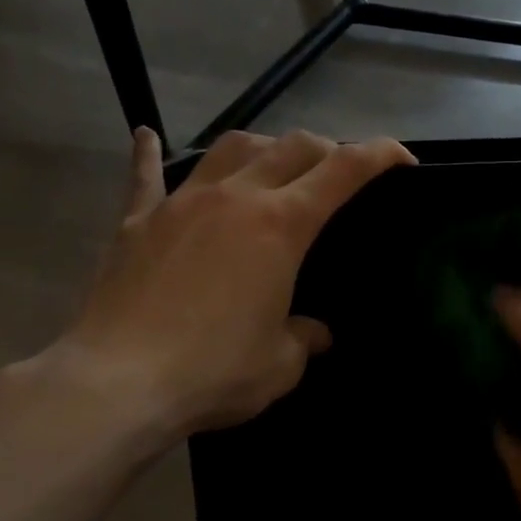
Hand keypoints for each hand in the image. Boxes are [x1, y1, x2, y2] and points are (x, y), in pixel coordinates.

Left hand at [23, 127, 413, 440]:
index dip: (380, 154)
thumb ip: (305, 338)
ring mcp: (183, 203)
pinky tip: (146, 136)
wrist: (116, 384)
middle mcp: (236, 197)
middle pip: (292, 146)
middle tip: (336, 173)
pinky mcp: (138, 221)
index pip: (345, 169)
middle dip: (326, 149)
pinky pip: (145, 176)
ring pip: (231, 148)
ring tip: (269, 164)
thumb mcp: (280, 364)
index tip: (403, 160)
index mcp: (281, 224)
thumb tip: (315, 332)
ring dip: (260, 147)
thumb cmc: (213, 371)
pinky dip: (149, 155)